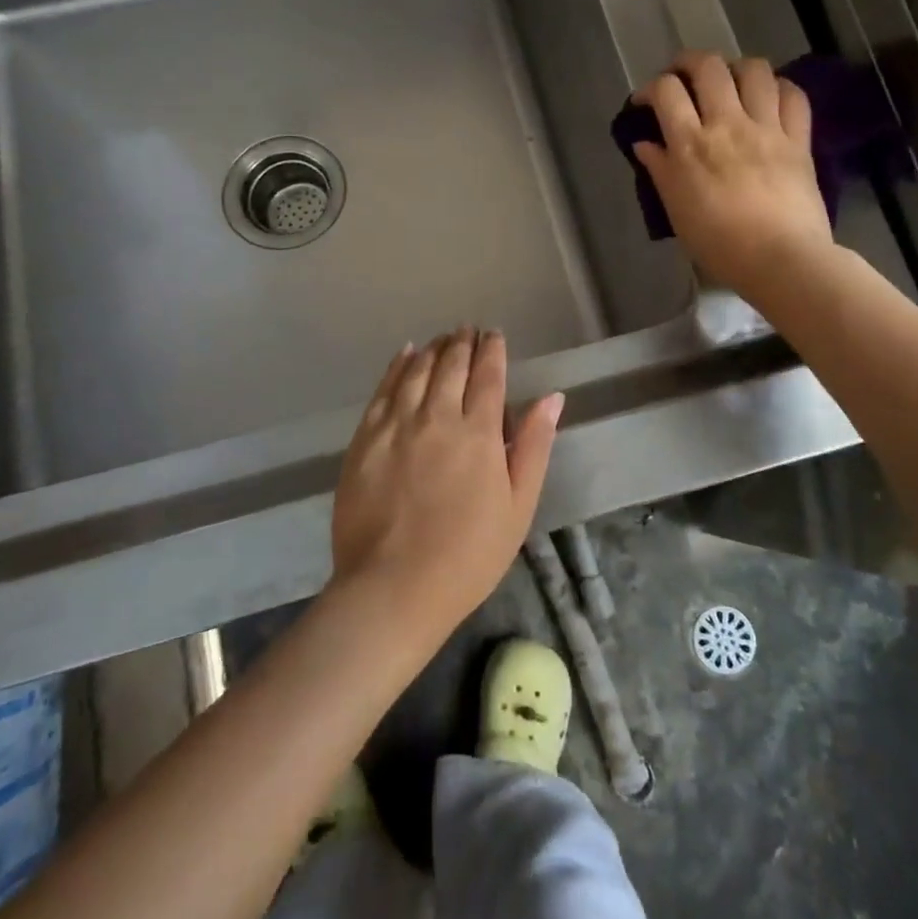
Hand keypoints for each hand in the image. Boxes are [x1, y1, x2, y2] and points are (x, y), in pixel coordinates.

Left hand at [330, 329, 562, 644]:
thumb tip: (552, 398)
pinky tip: (405, 354)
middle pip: (451, 365)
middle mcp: (437, 416)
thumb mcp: (518, 506)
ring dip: (433, 349)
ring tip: (442, 339)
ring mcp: (396, 424)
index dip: (492, 350)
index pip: (488, 375)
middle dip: (462, 343)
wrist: (393, 588)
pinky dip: (397, 366)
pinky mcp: (365, 438)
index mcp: (478, 432)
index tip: (494, 335)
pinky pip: (383, 389)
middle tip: (468, 330)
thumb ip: (534, 446)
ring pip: (417, 370)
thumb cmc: (468, 555)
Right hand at [632, 51, 831, 296]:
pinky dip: (779, 88)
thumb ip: (660, 171)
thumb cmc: (720, 244)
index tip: (646, 102)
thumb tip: (644, 144)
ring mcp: (768, 128)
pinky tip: (770, 98)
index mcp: (691, 144)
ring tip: (730, 83)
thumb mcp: (677, 210)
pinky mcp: (799, 140)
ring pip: (754, 70)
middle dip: (689, 62)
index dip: (651, 88)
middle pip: (708, 67)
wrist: (782, 260)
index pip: (666, 91)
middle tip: (683, 77)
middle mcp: (728, 124)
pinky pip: (793, 96)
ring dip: (736, 68)